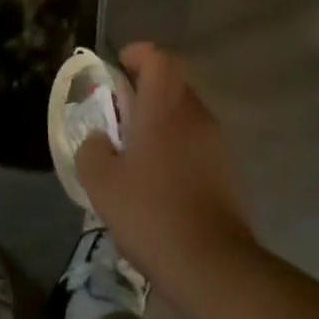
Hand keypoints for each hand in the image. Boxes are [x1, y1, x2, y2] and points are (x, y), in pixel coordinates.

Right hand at [76, 43, 260, 308]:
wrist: (211, 264)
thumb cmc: (150, 213)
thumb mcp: (100, 182)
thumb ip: (91, 149)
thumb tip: (98, 139)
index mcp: (164, 108)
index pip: (158, 57)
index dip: (136, 54)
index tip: (116, 69)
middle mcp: (196, 116)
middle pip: (173, 82)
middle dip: (144, 89)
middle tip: (117, 114)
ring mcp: (217, 143)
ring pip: (186, 113)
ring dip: (161, 120)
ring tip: (134, 151)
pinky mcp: (227, 171)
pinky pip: (196, 142)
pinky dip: (176, 146)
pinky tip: (158, 179)